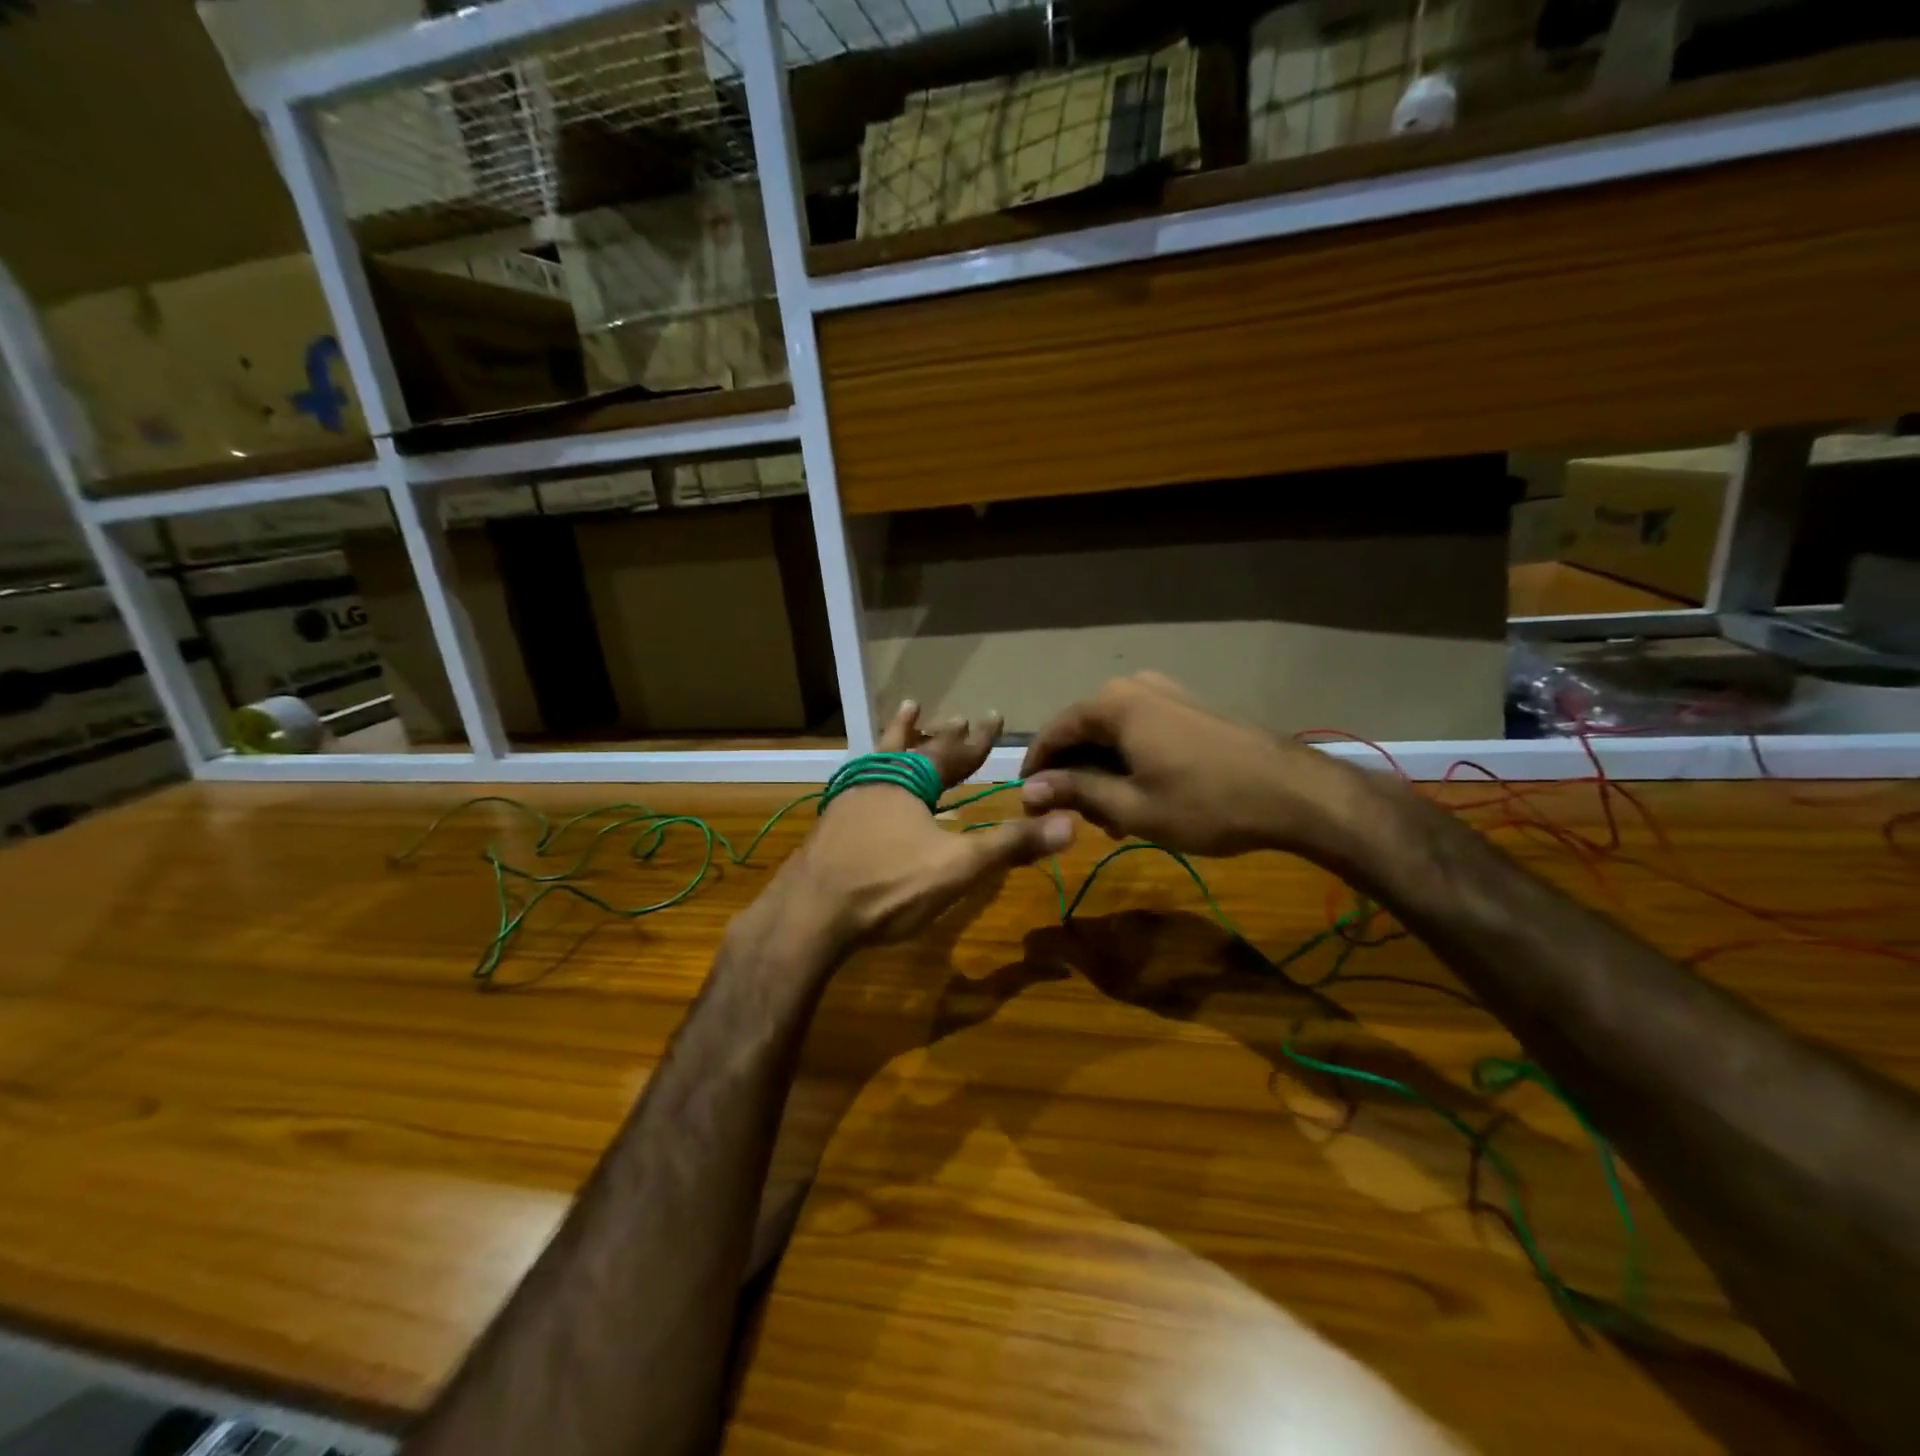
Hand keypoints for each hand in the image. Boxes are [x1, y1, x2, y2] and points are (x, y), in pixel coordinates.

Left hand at [775, 702, 1073, 950]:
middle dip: (939, 734)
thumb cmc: (888, 885)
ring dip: (899, 738)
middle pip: (914, 748)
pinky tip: (871, 785)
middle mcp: (879, 781)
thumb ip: (1010, 844)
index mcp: (911, 784)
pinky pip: (862, 782)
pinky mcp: (831, 824)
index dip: (978, 738)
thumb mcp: (957, 867)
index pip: (954, 753)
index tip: (994, 715)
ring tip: (907, 715)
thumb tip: (1070, 823)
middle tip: (953, 715)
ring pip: (882, 759)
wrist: (809, 914)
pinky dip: (877, 772)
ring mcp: (849, 800)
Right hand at [1019, 673, 1356, 857]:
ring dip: (1105, 773)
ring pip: (1115, 734)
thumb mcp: (1131, 807)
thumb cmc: (1205, 803)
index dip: (1037, 769)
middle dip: (1075, 775)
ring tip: (1114, 820)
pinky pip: (1142, 731)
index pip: (1054, 732)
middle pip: (1084, 731)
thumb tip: (1028, 790)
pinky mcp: (1191, 707)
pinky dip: (1132, 762)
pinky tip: (1143, 797)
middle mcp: (1134, 687)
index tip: (1029, 805)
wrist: (1294, 793)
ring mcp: (1167, 693)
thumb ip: (1075, 792)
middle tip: (1080, 820)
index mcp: (1113, 704)